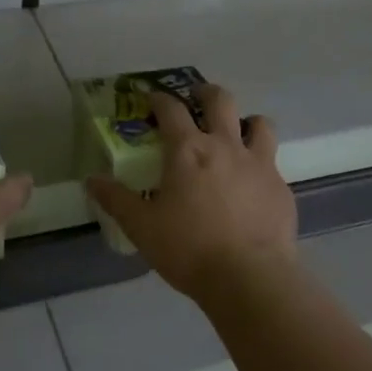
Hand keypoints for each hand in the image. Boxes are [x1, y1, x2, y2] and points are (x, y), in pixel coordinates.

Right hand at [86, 83, 297, 303]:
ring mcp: (258, 164)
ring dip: (246, 121)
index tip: (152, 99)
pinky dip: (261, 163)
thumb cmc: (189, 249)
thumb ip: (116, 200)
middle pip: (220, 100)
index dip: (159, 99)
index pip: (171, 109)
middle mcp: (225, 146)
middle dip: (206, 93)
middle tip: (197, 98)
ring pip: (259, 123)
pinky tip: (253, 184)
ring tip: (237, 133)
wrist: (250, 277)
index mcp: (187, 151)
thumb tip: (91, 180)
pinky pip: (272, 162)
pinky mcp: (280, 187)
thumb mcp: (142, 227)